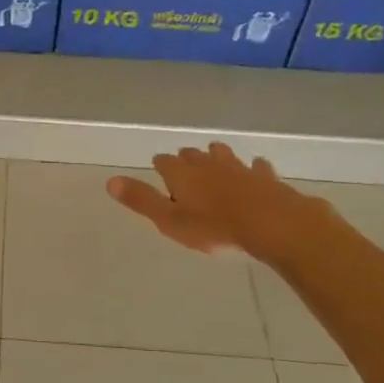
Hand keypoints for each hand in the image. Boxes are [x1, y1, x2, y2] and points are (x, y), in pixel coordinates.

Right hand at [106, 143, 332, 265]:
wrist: (273, 225)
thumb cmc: (215, 227)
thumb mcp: (170, 220)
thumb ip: (141, 201)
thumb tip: (110, 181)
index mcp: (181, 173)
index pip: (163, 162)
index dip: (160, 167)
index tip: (159, 174)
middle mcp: (208, 163)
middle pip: (192, 154)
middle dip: (186, 160)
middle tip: (183, 171)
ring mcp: (239, 167)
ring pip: (223, 155)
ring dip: (216, 157)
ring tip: (214, 163)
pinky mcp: (265, 177)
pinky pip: (256, 168)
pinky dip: (253, 169)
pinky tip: (256, 173)